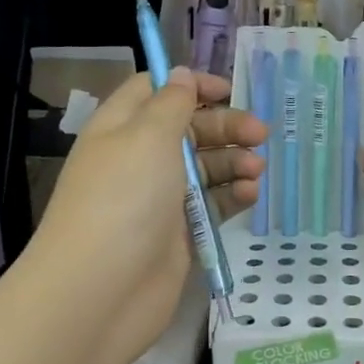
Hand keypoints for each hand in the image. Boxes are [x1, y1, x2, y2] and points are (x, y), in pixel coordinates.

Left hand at [35, 69, 265, 363]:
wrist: (103, 289)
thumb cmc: (124, 198)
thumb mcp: (149, 136)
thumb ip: (172, 103)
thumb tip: (179, 74)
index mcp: (121, 128)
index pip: (155, 91)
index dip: (190, 85)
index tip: (228, 90)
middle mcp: (139, 160)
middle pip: (188, 130)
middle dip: (225, 126)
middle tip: (260, 134)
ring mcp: (159, 199)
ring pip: (204, 168)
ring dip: (233, 162)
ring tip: (256, 170)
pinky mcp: (178, 233)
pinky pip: (211, 205)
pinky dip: (231, 196)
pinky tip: (250, 194)